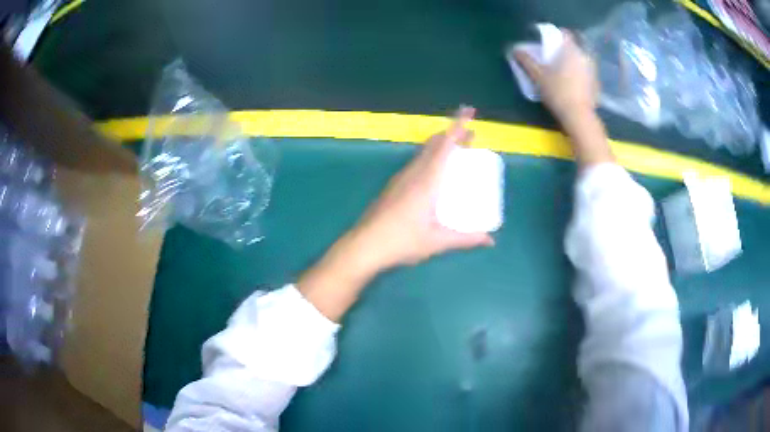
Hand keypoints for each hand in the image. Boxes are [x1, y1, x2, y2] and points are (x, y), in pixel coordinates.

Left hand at [298, 107, 493, 321]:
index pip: (445, 145)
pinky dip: (431, 157)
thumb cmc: (401, 242)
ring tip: (458, 150)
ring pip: (424, 153)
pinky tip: (435, 173)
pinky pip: (417, 163)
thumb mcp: (437, 241)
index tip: (468, 111)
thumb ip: (465, 239)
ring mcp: (401, 179)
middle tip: (471, 135)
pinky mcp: (394, 187)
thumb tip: (490, 240)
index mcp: (426, 181)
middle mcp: (413, 173)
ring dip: (441, 146)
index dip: (458, 126)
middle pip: (434, 144)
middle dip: (453, 134)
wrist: (363, 246)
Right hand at [515, 31, 598, 124]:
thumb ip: (527, 61)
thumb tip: (515, 50)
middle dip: (563, 49)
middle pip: (573, 46)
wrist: (579, 117)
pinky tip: (571, 83)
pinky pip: (586, 71)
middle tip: (552, 56)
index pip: (564, 33)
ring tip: (561, 70)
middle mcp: (584, 56)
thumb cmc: (558, 93)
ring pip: (580, 59)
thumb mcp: (538, 76)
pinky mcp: (596, 83)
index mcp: (571, 50)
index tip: (547, 41)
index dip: (555, 34)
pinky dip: (579, 73)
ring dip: (572, 61)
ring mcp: (592, 70)